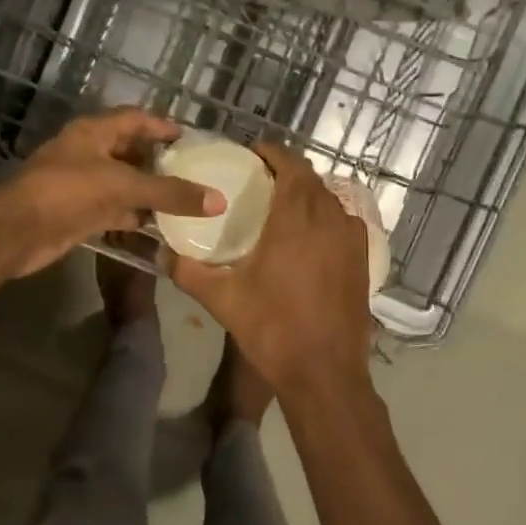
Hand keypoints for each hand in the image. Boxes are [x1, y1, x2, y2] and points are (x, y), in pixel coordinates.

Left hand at [0, 109, 220, 279]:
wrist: (16, 231)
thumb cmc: (66, 192)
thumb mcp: (122, 185)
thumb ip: (170, 193)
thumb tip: (218, 200)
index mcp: (93, 133)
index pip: (135, 119)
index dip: (162, 125)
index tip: (190, 137)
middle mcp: (88, 154)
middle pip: (130, 151)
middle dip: (159, 161)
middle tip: (194, 172)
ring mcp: (82, 185)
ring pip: (124, 183)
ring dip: (149, 192)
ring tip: (185, 200)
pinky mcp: (79, 214)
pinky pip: (115, 211)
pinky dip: (135, 217)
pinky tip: (160, 226)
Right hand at [168, 142, 371, 396]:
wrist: (325, 372)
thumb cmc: (273, 328)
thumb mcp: (222, 299)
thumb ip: (187, 271)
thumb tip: (162, 253)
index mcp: (297, 217)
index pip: (290, 164)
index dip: (272, 153)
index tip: (251, 155)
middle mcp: (331, 218)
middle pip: (311, 179)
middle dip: (286, 172)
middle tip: (258, 182)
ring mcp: (353, 239)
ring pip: (330, 200)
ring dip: (307, 195)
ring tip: (281, 208)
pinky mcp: (364, 260)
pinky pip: (343, 223)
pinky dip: (325, 219)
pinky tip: (308, 239)